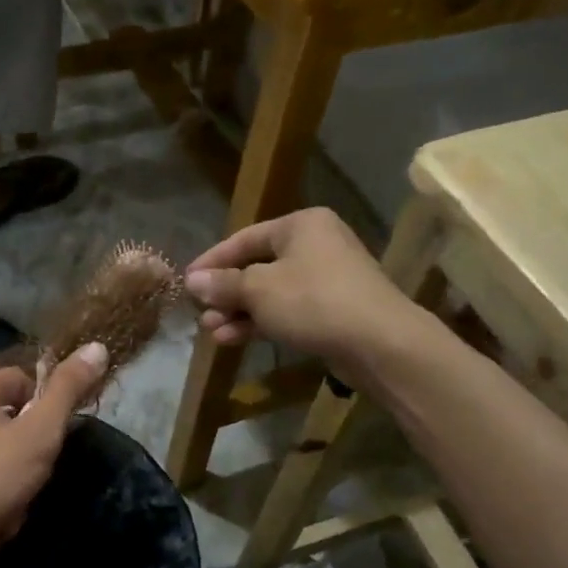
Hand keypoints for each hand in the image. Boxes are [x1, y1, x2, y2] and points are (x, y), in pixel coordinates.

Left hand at [0, 344, 110, 567]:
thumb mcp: (39, 435)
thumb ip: (68, 390)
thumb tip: (97, 346)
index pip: (27, 384)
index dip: (46, 418)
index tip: (48, 451)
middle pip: (8, 422)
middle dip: (25, 459)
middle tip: (27, 488)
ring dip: (6, 485)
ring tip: (4, 515)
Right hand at [184, 208, 407, 370]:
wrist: (380, 342)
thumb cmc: (313, 301)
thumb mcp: (259, 290)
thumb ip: (223, 284)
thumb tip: (193, 280)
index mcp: (300, 225)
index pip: (244, 238)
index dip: (212, 261)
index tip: (187, 282)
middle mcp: (315, 244)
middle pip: (257, 266)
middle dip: (226, 293)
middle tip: (200, 312)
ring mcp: (327, 278)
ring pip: (271, 292)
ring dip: (240, 311)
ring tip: (212, 331)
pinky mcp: (333, 309)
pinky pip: (288, 310)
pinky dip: (262, 322)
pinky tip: (233, 339)